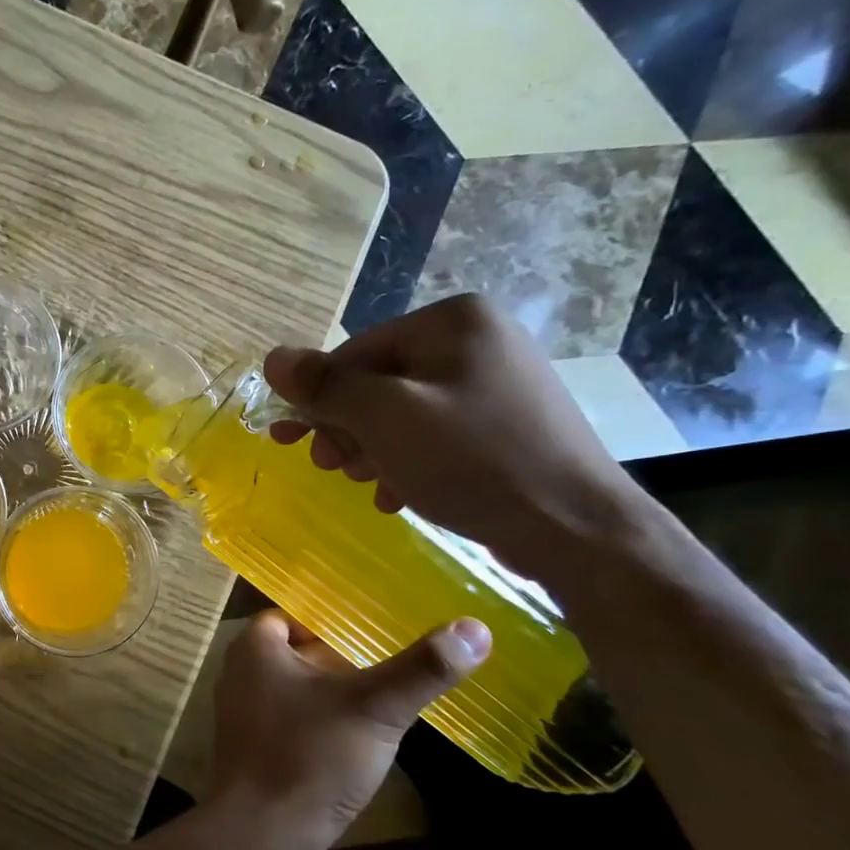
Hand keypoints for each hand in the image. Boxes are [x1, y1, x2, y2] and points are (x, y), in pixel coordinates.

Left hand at [211, 610, 489, 849]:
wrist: (262, 835)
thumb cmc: (310, 756)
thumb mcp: (375, 708)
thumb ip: (421, 669)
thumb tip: (475, 628)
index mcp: (254, 649)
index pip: (291, 616)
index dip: (329, 620)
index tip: (372, 629)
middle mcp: (240, 676)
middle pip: (295, 655)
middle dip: (337, 659)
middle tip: (388, 663)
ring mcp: (243, 718)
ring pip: (295, 693)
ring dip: (332, 696)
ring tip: (383, 701)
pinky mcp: (254, 755)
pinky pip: (292, 726)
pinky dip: (321, 727)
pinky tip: (358, 744)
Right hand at [262, 294, 651, 578]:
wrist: (576, 528)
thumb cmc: (472, 460)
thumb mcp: (386, 418)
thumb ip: (326, 386)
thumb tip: (273, 358)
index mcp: (453, 321)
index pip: (355, 352)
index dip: (317, 399)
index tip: (287, 442)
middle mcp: (477, 340)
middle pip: (379, 382)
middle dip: (348, 428)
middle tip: (331, 468)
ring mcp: (497, 382)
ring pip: (403, 412)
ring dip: (372, 450)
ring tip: (369, 486)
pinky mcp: (506, 424)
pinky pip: (435, 433)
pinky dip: (408, 461)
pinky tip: (399, 495)